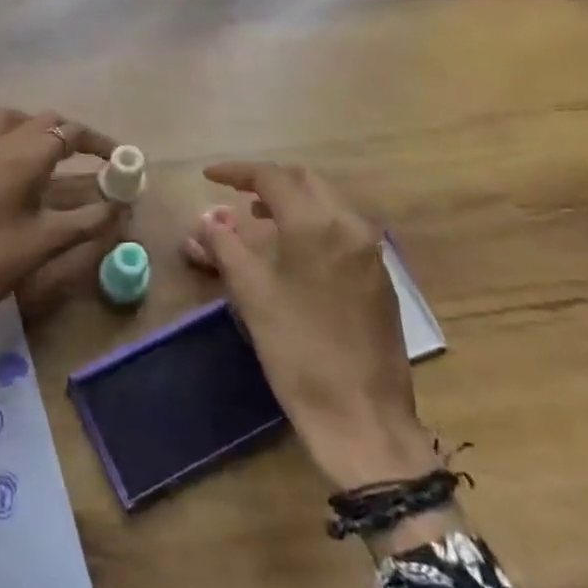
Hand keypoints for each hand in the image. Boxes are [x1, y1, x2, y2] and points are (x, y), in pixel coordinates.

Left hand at [0, 109, 124, 339]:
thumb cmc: (3, 256)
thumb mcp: (53, 238)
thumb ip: (92, 218)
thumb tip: (121, 205)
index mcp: (26, 156)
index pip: (71, 133)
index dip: (98, 141)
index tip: (118, 156)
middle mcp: (1, 141)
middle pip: (44, 120)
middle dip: (70, 133)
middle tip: (90, 155)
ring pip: (11, 118)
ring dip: (34, 126)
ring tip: (48, 148)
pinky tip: (6, 155)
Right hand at [185, 161, 434, 492]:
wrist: (363, 416)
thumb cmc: (298, 351)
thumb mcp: (251, 295)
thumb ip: (226, 246)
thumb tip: (208, 220)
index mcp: (316, 225)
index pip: (272, 177)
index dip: (236, 171)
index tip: (208, 175)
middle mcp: (350, 226)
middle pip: (304, 181)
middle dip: (267, 181)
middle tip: (233, 193)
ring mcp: (370, 251)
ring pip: (326, 203)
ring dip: (290, 201)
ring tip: (256, 220)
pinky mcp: (379, 275)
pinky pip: (341, 228)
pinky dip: (311, 223)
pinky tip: (291, 250)